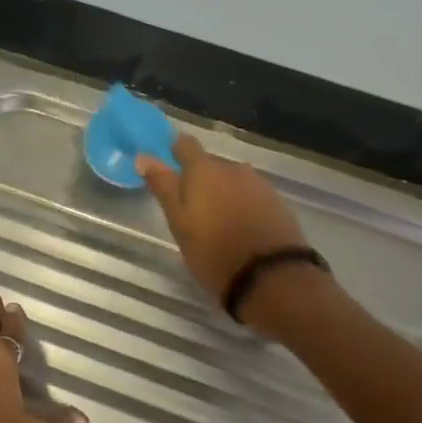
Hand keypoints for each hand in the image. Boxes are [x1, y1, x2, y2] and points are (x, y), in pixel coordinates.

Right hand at [137, 135, 310, 312]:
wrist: (270, 277)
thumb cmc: (213, 251)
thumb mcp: (179, 223)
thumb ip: (163, 187)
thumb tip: (143, 156)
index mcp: (204, 170)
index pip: (185, 145)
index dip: (174, 151)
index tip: (167, 165)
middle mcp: (233, 168)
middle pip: (210, 165)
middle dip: (200, 180)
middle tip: (190, 209)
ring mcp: (259, 185)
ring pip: (232, 181)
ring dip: (223, 194)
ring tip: (216, 222)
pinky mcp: (277, 204)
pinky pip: (252, 196)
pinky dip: (242, 206)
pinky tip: (239, 229)